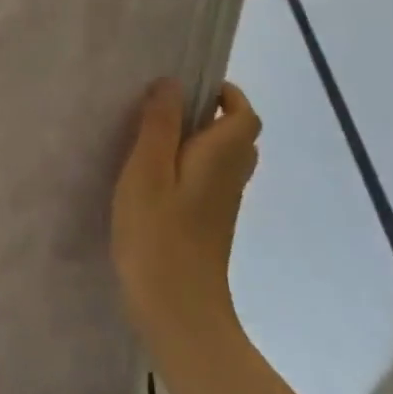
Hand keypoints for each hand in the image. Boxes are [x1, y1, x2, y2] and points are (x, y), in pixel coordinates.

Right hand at [111, 80, 261, 355]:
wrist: (178, 311)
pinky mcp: (208, 228)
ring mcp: (222, 207)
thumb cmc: (158, 235)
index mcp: (221, 158)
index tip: (192, 86)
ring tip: (156, 138)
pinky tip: (155, 179)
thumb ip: (159, 124)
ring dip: (200, 142)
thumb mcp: (147, 171)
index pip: (245, 116)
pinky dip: (191, 169)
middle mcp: (230, 179)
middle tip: (168, 109)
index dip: (227, 95)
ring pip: (224, 162)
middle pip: (238, 138)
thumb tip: (172, 82)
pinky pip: (209, 183)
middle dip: (212, 116)